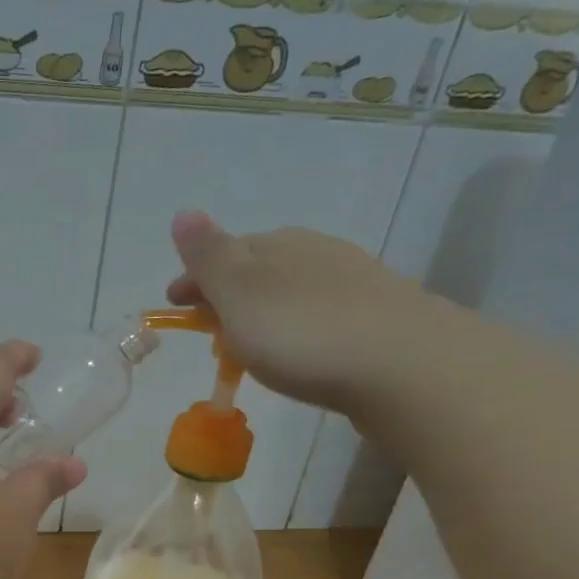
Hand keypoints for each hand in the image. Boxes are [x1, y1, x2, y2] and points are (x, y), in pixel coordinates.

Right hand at [165, 211, 431, 411]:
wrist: (404, 366)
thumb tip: (183, 212)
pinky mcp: (378, 318)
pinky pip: (321, 315)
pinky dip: (298, 327)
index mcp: (278, 245)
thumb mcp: (240, 293)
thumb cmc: (303, 332)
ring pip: (292, 291)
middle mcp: (316, 253)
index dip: (194, 279)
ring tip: (251, 346)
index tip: (174, 307)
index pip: (224, 252)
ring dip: (265, 312)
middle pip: (259, 270)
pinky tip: (302, 351)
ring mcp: (353, 283)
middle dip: (229, 294)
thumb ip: (209, 257)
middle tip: (209, 330)